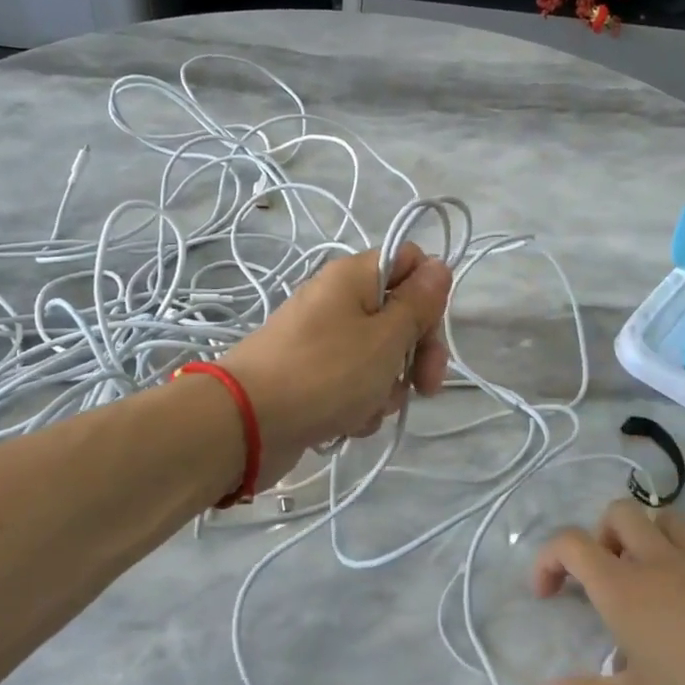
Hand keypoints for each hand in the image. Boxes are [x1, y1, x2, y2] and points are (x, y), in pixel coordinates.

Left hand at [221, 244, 450, 488]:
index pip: (409, 262)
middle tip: (424, 386)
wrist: (246, 422)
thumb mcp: (386, 337)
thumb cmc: (326, 373)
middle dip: (415, 354)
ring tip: (370, 408)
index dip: (429, 296)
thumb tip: (439, 267)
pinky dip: (357, 404)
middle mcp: (336, 301)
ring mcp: (320, 340)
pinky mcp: (309, 377)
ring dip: (386, 386)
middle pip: (397, 316)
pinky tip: (348, 422)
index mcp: (353, 276)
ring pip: (377, 357)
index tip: (431, 332)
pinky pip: (351, 384)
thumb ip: (418, 303)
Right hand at [528, 499, 684, 684]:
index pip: (570, 543)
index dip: (548, 559)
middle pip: (618, 512)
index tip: (547, 596)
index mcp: (622, 586)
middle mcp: (655, 560)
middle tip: (602, 579)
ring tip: (645, 577)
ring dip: (643, 534)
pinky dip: (682, 557)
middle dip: (599, 535)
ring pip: (662, 517)